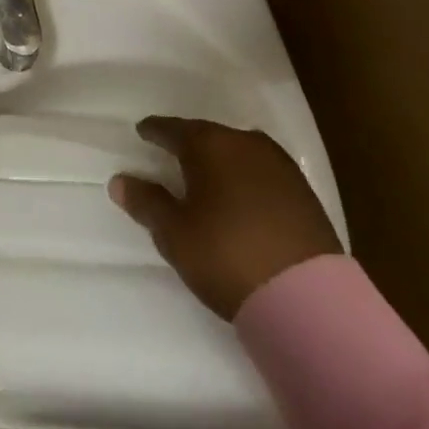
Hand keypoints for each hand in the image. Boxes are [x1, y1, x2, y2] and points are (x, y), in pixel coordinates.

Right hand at [110, 116, 341, 319]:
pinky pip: (262, 173)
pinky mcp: (304, 192)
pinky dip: (246, 179)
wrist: (309, 299)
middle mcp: (245, 143)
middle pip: (208, 136)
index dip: (154, 131)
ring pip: (238, 152)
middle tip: (172, 156)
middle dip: (189, 144)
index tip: (143, 132)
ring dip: (221, 161)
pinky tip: (241, 197)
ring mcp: (280, 166)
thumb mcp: (175, 233)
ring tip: (207, 178)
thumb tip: (120, 181)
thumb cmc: (227, 255)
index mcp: (210, 144)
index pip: (172, 129)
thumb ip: (146, 203)